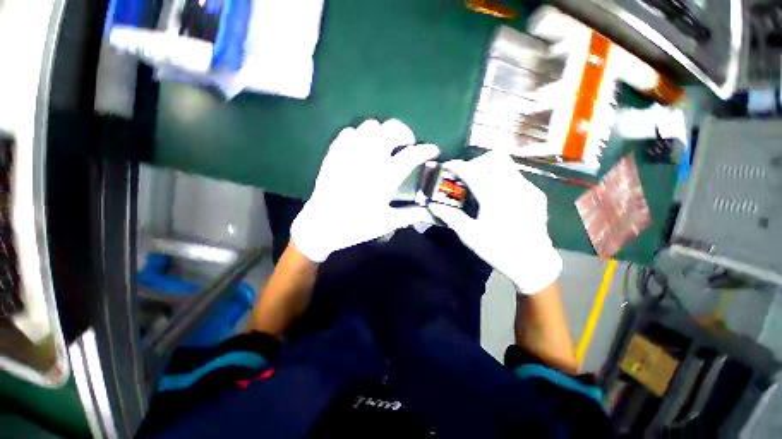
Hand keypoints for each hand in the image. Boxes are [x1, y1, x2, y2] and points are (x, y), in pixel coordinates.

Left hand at [292, 119, 439, 261]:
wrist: (321, 225)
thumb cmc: (356, 226)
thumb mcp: (387, 222)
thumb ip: (410, 214)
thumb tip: (429, 210)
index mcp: (384, 177)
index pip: (412, 154)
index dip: (427, 150)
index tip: (433, 150)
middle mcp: (369, 158)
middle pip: (392, 129)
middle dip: (405, 133)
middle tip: (407, 146)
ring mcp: (350, 153)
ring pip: (370, 125)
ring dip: (382, 133)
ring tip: (384, 146)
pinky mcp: (335, 154)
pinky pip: (349, 132)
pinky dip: (360, 136)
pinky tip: (361, 149)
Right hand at [429, 152, 561, 293]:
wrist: (533, 263)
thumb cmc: (498, 250)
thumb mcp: (470, 235)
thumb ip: (450, 216)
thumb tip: (433, 205)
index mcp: (495, 198)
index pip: (473, 171)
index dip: (457, 166)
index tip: (447, 166)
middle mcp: (514, 187)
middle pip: (495, 158)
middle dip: (477, 162)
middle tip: (466, 176)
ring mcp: (529, 189)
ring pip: (507, 165)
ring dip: (489, 169)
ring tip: (480, 186)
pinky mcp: (537, 194)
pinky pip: (516, 177)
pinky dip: (501, 179)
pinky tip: (497, 197)